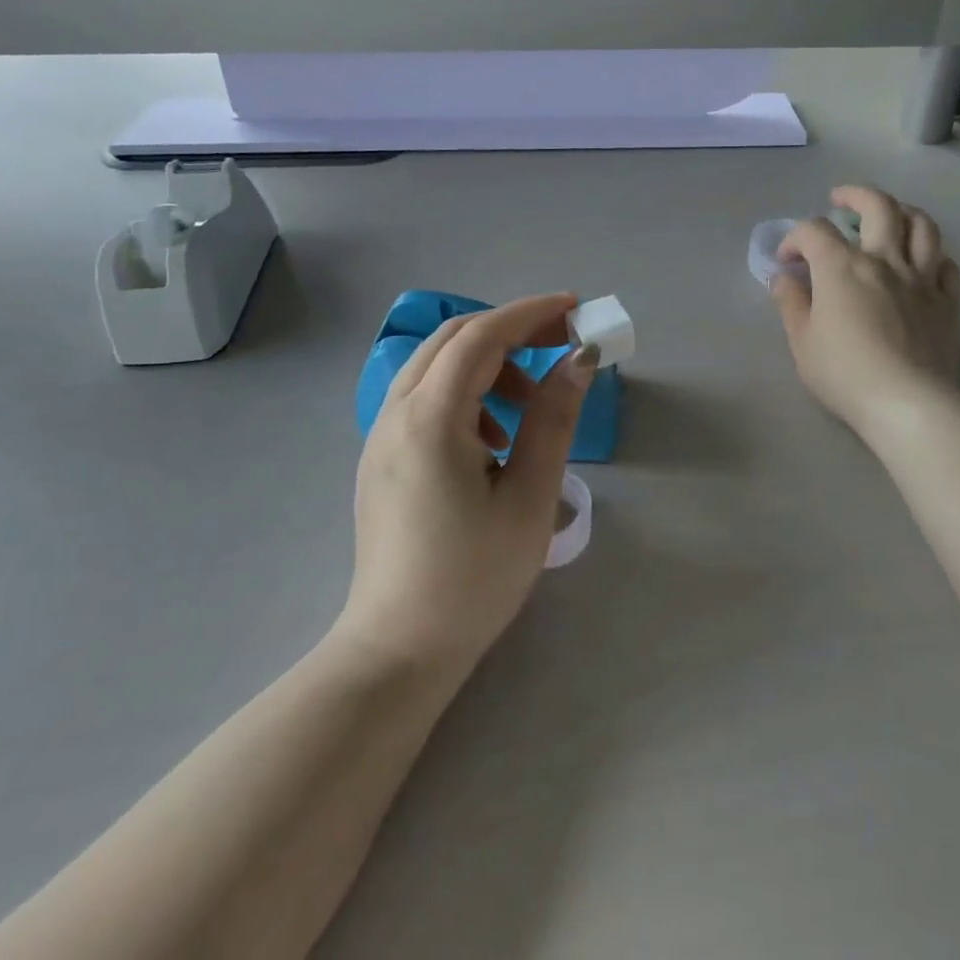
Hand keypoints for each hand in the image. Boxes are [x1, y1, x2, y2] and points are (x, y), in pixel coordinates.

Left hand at [343, 294, 598, 674]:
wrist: (398, 651)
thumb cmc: (473, 578)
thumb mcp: (529, 496)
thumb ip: (553, 418)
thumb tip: (579, 359)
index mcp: (430, 418)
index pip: (482, 336)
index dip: (530, 313)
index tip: (575, 308)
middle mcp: (395, 412)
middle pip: (454, 340)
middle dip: (511, 330)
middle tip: (561, 344)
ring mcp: (380, 434)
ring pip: (436, 366)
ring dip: (487, 364)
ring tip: (528, 406)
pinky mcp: (380, 457)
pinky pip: (423, 397)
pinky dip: (465, 393)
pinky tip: (492, 440)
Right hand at [771, 187, 959, 434]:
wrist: (908, 404)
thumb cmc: (845, 373)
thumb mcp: (802, 342)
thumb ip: (791, 303)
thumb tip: (784, 277)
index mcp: (842, 267)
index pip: (814, 231)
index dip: (795, 238)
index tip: (787, 261)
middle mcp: (884, 260)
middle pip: (878, 206)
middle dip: (855, 195)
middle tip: (841, 200)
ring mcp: (922, 278)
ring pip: (922, 225)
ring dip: (903, 212)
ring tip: (890, 217)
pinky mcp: (947, 302)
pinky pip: (946, 265)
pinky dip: (933, 256)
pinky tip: (922, 264)